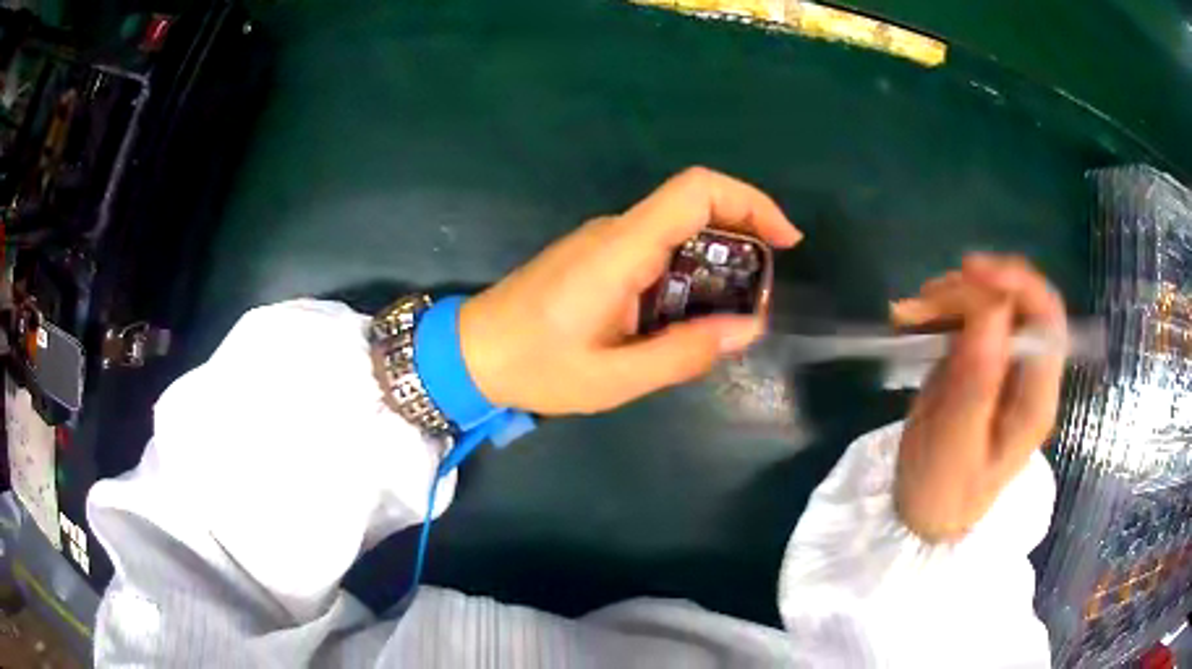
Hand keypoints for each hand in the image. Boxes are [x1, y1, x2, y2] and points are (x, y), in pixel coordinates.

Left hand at [458, 167, 801, 414]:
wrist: (468, 354)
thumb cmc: (535, 367)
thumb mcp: (615, 377)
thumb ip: (683, 352)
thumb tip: (747, 329)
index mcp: (622, 249)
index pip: (696, 190)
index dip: (751, 201)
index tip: (785, 241)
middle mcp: (616, 231)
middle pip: (694, 207)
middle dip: (742, 243)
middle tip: (756, 300)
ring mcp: (603, 241)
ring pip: (677, 233)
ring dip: (714, 267)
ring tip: (724, 321)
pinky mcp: (595, 257)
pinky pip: (655, 251)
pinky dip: (686, 275)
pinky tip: (685, 320)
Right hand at [889, 254, 1066, 541]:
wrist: (926, 512)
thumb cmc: (941, 490)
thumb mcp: (955, 446)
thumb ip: (977, 383)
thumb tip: (990, 311)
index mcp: (1036, 398)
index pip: (1048, 320)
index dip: (1017, 284)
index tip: (970, 273)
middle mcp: (1029, 373)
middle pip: (1021, 302)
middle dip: (977, 286)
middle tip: (928, 297)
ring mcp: (1005, 363)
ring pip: (992, 301)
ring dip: (954, 293)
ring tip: (913, 312)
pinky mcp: (982, 359)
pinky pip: (969, 315)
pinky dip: (942, 305)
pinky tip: (914, 319)